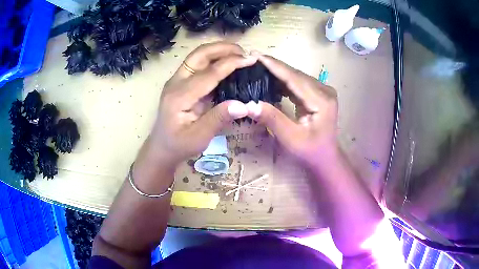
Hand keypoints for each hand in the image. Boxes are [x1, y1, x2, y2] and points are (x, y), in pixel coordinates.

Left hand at [145, 42, 257, 166]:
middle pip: (199, 55)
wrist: (162, 147)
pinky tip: (227, 62)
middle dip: (223, 48)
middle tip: (245, 51)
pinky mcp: (181, 82)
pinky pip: (198, 64)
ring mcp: (177, 80)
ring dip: (218, 50)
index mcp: (180, 96)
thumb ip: (219, 119)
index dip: (231, 63)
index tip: (251, 59)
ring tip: (239, 53)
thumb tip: (244, 105)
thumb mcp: (199, 138)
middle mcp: (176, 82)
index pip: (208, 73)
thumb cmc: (179, 145)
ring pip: (197, 56)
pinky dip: (214, 58)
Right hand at [247, 54, 338, 168]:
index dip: (274, 66)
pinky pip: (297, 83)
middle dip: (273, 66)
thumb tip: (248, 104)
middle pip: (295, 74)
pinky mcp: (317, 94)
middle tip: (250, 59)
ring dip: (276, 72)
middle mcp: (324, 90)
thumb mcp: (291, 139)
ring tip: (256, 67)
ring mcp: (321, 91)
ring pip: (295, 77)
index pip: (294, 77)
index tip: (255, 55)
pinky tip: (268, 79)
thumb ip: (272, 119)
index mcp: (321, 100)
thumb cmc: (310, 151)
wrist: (325, 158)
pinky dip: (282, 81)